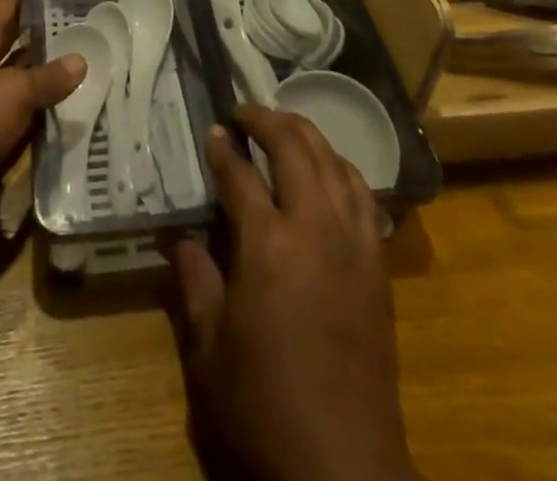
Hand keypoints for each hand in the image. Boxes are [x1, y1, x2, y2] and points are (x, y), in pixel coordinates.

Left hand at [0, 0, 84, 239]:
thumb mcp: (12, 94)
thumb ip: (47, 79)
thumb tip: (81, 61)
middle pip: (10, 35)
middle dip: (40, 24)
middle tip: (80, 12)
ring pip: (11, 74)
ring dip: (39, 68)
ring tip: (79, 55)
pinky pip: (8, 111)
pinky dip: (31, 108)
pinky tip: (59, 108)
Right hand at [170, 106, 418, 480]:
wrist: (344, 468)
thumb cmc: (264, 406)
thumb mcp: (209, 349)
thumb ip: (194, 280)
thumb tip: (178, 236)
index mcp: (268, 244)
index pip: (240, 175)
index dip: (222, 149)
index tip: (212, 130)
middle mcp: (315, 227)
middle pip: (295, 147)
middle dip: (266, 120)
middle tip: (244, 112)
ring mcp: (354, 241)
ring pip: (333, 160)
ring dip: (306, 134)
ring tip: (283, 128)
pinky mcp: (378, 262)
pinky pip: (362, 193)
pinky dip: (341, 167)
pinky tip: (328, 171)